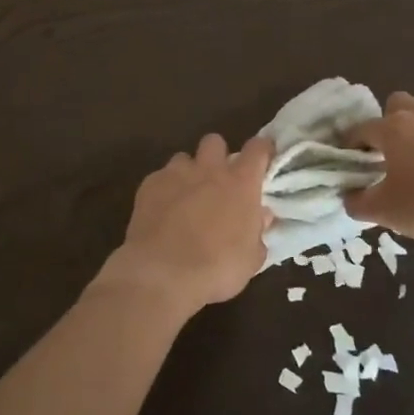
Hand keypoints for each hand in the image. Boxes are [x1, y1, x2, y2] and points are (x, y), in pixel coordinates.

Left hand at [99, 134, 273, 317]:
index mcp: (241, 183)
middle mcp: (209, 170)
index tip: (263, 158)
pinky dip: (164, 189)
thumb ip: (257, 232)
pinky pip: (160, 177)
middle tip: (218, 180)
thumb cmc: (217, 268)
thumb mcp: (251, 258)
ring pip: (184, 158)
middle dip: (217, 155)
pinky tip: (162, 212)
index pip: (258, 149)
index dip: (262, 150)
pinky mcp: (149, 184)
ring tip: (186, 197)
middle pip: (215, 141)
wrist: (163, 273)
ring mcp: (176, 174)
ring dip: (188, 172)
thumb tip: (260, 217)